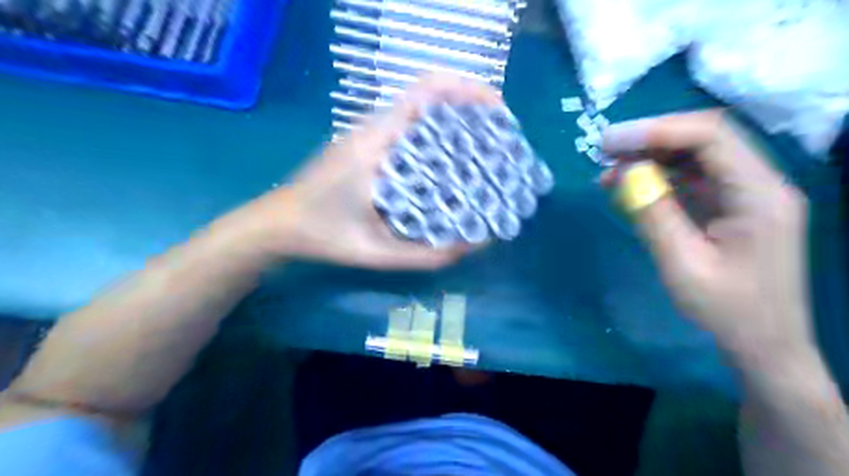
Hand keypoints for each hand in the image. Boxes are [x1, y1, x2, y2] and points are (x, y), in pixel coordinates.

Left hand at [241, 77, 498, 271]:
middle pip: (427, 95)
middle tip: (498, 134)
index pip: (423, 93)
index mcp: (372, 145)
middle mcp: (371, 129)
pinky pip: (407, 127)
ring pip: (418, 109)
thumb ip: (425, 255)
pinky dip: (435, 132)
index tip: (497, 111)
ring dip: (453, 117)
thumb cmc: (321, 236)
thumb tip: (474, 245)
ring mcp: (366, 133)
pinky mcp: (365, 143)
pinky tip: (450, 159)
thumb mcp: (375, 252)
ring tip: (483, 143)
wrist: (277, 224)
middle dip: (469, 105)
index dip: (466, 90)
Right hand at [600, 109, 810, 363]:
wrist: (763, 345)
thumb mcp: (682, 265)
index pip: (711, 136)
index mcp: (759, 194)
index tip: (611, 143)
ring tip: (609, 170)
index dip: (657, 131)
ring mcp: (746, 194)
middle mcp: (759, 183)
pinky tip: (630, 187)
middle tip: (604, 150)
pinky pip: (692, 178)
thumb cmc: (726, 311)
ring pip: (696, 156)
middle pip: (704, 139)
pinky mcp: (731, 206)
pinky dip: (658, 177)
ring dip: (651, 157)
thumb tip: (624, 172)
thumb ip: (653, 214)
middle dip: (651, 139)